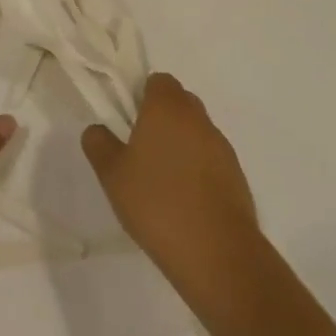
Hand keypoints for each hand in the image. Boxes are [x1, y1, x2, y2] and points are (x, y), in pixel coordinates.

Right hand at [82, 73, 262, 315]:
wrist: (218, 254)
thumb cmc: (158, 203)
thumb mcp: (112, 175)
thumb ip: (99, 144)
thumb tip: (98, 130)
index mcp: (167, 107)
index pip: (158, 81)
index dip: (143, 95)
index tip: (129, 122)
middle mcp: (198, 118)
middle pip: (180, 102)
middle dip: (162, 119)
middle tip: (141, 149)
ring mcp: (222, 147)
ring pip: (197, 132)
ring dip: (182, 145)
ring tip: (162, 181)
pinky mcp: (238, 177)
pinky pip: (212, 160)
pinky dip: (198, 170)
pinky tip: (185, 201)